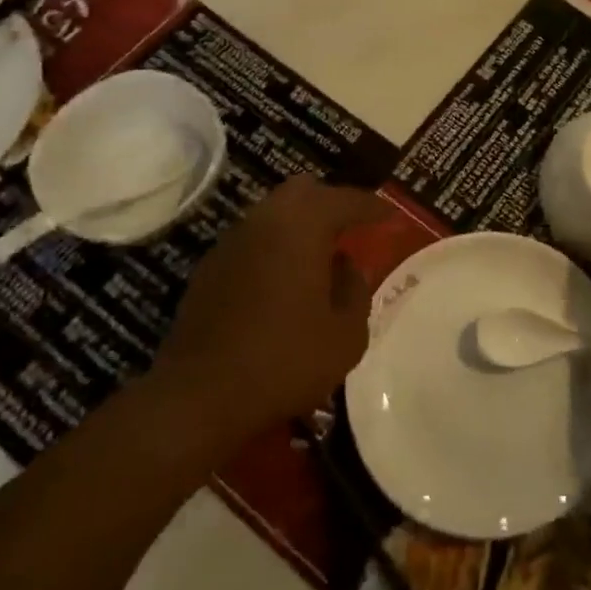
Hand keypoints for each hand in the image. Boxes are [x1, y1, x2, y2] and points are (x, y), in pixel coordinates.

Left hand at [150, 175, 388, 438]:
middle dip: (332, 204)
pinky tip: (283, 282)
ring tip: (320, 257)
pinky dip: (274, 248)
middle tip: (352, 229)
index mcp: (304, 225)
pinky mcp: (209, 268)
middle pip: (304, 192)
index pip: (348, 200)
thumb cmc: (285, 360)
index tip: (392, 217)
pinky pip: (253, 241)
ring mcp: (232, 242)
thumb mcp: (346, 335)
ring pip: (274, 214)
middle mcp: (266, 220)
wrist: (199, 397)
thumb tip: (346, 269)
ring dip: (300, 226)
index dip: (374, 208)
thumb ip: (356, 291)